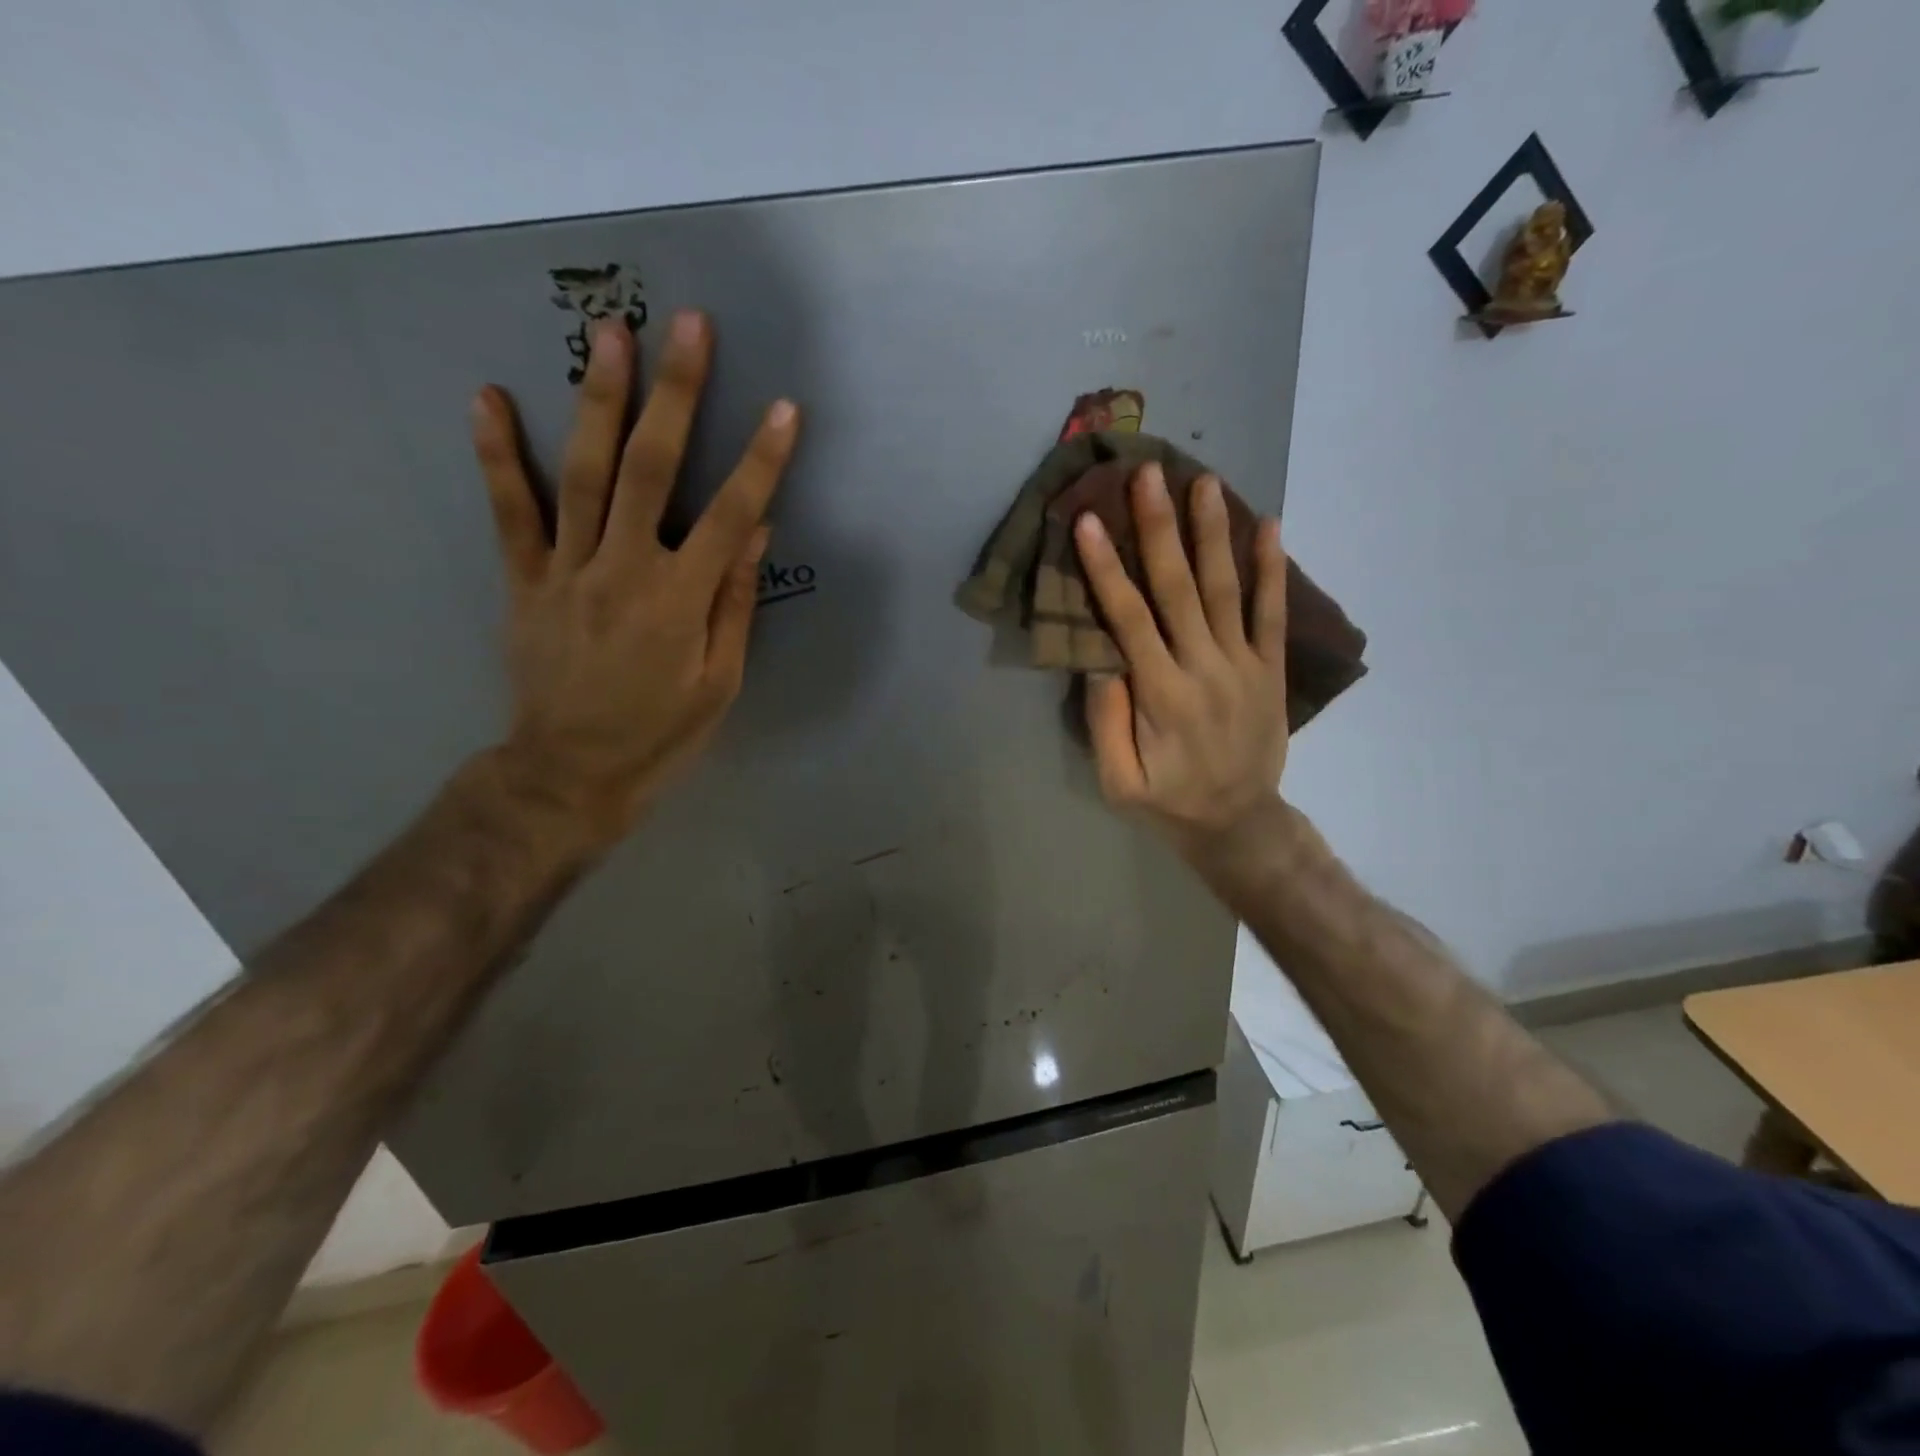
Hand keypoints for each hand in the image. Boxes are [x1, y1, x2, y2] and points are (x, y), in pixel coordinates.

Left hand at [471, 309, 797, 853]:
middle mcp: (624, 571)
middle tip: (688, 326)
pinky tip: (489, 397)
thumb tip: (754, 534)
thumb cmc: (661, 734)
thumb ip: (734, 605)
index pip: (730, 517)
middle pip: (651, 470)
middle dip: (676, 394)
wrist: (570, 774)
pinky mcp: (524, 581)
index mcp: (681, 601)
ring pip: (582, 473)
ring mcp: (567, 571)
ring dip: (598, 399)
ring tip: (607, 334)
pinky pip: (509, 513)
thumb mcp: (720, 683)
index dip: (762, 462)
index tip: (785, 409)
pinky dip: (497, 455)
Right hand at [1074, 463, 1288, 858]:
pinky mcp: (1270, 668)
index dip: (1107, 567)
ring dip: (1213, 532)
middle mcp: (1204, 667)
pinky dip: (1271, 568)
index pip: (1129, 618)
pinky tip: (1268, 525)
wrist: (1239, 822)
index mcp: (1162, 694)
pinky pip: (1272, 612)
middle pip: (1179, 587)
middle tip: (1149, 474)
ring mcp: (1244, 664)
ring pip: (1226, 588)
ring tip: (1204, 480)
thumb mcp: (1118, 781)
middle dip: (1160, 527)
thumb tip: (1100, 660)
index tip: (1090, 520)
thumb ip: (1106, 722)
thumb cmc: (1168, 801)